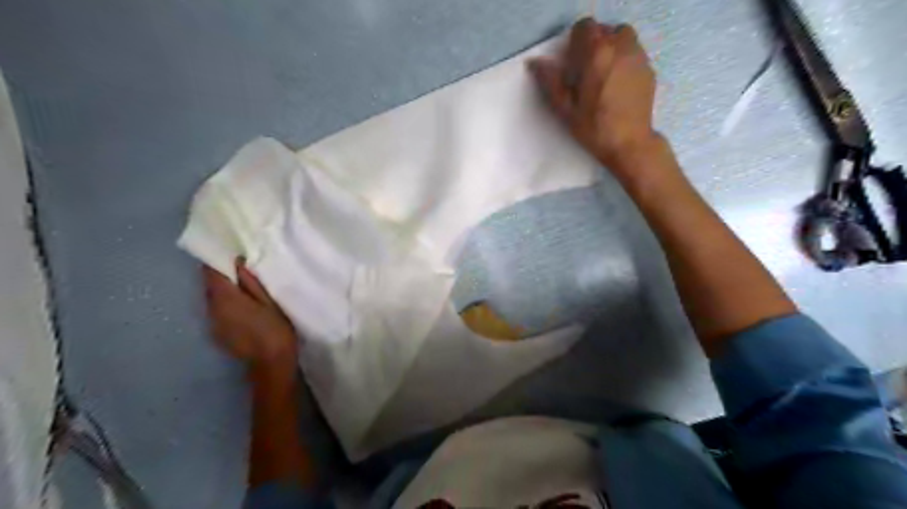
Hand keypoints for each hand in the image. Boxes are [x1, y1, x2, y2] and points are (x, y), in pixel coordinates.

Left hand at [201, 259, 298, 373]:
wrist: (271, 363)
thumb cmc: (275, 329)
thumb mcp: (269, 301)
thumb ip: (251, 282)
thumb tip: (238, 263)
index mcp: (225, 298)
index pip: (211, 272)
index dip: (217, 260)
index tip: (229, 253)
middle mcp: (212, 308)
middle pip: (211, 286)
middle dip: (222, 276)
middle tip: (242, 270)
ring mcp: (212, 323)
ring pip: (213, 300)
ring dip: (225, 292)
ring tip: (244, 291)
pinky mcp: (217, 333)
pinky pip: (217, 312)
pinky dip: (226, 307)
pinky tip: (243, 311)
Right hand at [533, 20, 659, 183]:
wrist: (629, 143)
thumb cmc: (594, 128)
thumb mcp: (565, 108)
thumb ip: (550, 81)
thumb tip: (534, 63)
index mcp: (597, 54)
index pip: (585, 27)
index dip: (576, 42)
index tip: (573, 62)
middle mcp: (621, 48)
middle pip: (605, 30)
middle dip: (594, 44)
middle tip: (587, 69)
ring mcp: (638, 57)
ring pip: (623, 37)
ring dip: (611, 47)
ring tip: (603, 73)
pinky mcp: (648, 69)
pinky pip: (634, 52)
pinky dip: (624, 59)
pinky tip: (618, 83)